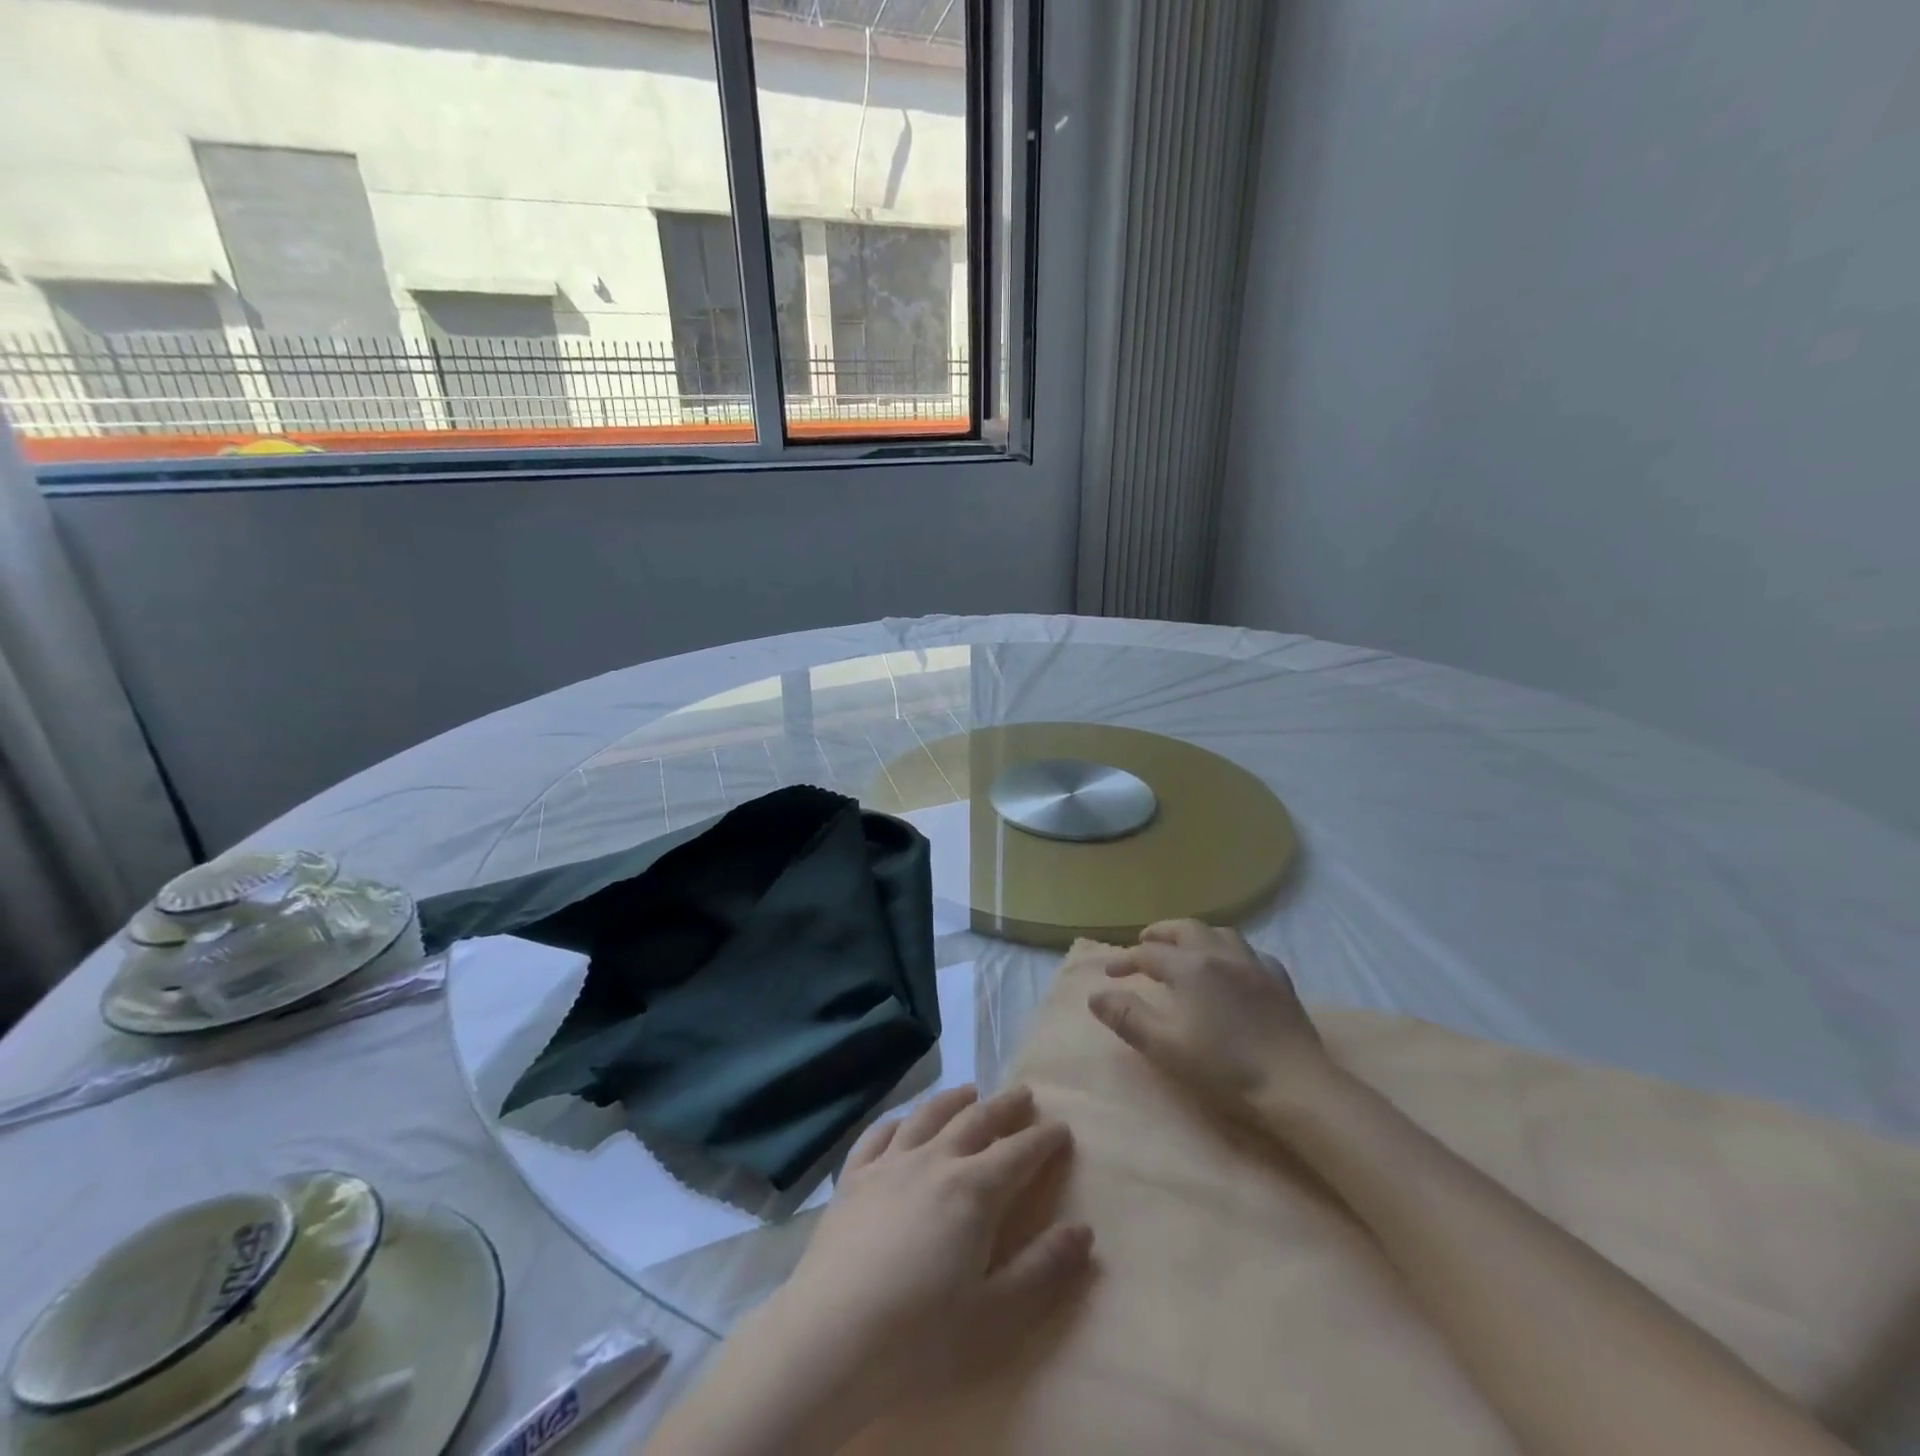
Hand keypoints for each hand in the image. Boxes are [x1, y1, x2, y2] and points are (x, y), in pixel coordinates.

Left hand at [739, 1085, 1092, 1439]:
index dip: (1044, 1139)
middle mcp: (934, 1161)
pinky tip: (903, 1120)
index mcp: (974, 1190)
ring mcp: (889, 1163)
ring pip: (928, 1115)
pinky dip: (898, 1120)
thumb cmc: (921, 1334)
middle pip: (976, 1121)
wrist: (831, 1337)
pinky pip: (879, 1134)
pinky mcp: (852, 1177)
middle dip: (1005, 1106)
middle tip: (1024, 1093)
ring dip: (954, 1099)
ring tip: (971, 1090)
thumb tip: (1084, 1230)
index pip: (1019, 1153)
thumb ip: (1043, 1269)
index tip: (1061, 1128)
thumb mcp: (996, 1314)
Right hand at [1088, 920, 1337, 1121]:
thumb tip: (1095, 995)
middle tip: (1145, 942)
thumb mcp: (1165, 1047)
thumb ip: (1128, 1017)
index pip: (1148, 954)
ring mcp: (1253, 963)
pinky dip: (1232, 951)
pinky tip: (1233, 965)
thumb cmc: (1224, 1067)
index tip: (1110, 974)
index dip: (1125, 960)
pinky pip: (1250, 952)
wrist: (1295, 1084)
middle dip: (1160, 933)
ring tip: (1185, 947)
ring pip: (1219, 932)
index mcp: (1190, 967)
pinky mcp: (1279, 979)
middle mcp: (1220, 953)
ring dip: (1196, 935)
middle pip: (1184, 928)